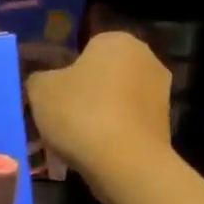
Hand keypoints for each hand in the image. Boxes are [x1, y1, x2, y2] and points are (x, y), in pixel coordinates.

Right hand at [26, 31, 173, 184]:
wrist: (125, 163)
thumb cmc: (81, 114)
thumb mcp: (40, 91)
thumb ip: (39, 78)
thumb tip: (44, 81)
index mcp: (117, 41)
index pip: (86, 48)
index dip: (66, 71)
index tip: (54, 96)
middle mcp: (146, 58)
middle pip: (104, 74)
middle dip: (86, 92)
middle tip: (62, 117)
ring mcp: (161, 92)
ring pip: (117, 99)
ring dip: (100, 113)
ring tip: (77, 139)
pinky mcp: (165, 124)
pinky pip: (128, 122)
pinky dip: (114, 132)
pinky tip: (97, 150)